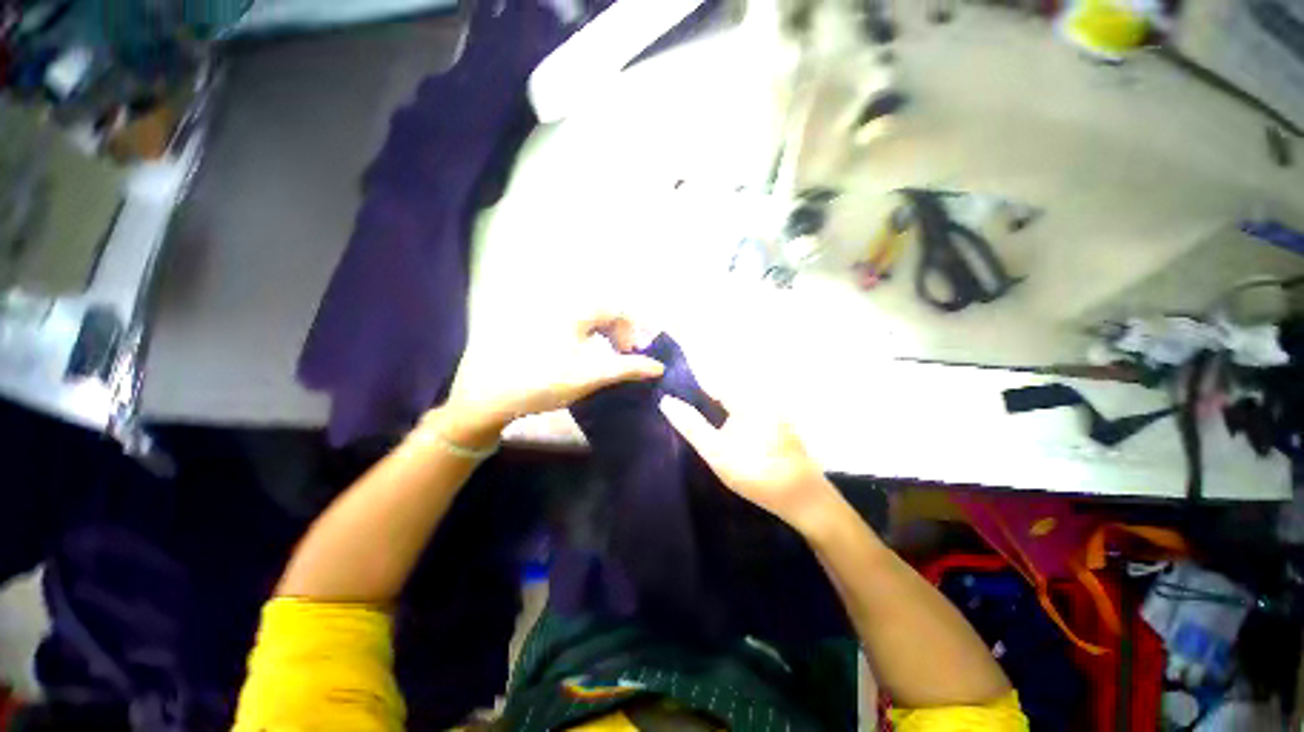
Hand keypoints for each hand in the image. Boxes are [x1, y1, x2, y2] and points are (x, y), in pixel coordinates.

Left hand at [441, 312, 664, 445]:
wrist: (493, 395)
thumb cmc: (546, 381)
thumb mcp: (592, 375)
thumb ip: (628, 368)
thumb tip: (658, 366)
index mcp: (576, 311)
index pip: (617, 310)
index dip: (633, 331)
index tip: (636, 355)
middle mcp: (562, 306)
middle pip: (603, 312)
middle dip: (620, 333)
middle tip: (624, 356)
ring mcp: (547, 316)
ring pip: (588, 319)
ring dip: (605, 335)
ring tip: (608, 358)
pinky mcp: (537, 328)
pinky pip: (573, 325)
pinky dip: (588, 338)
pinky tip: (585, 356)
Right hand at [659, 394, 839, 536]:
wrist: (804, 499)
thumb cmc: (757, 474)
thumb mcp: (717, 452)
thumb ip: (691, 426)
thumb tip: (666, 401)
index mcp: (747, 398)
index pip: (710, 383)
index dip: (689, 389)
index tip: (671, 398)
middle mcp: (760, 397)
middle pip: (722, 392)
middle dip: (701, 401)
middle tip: (681, 417)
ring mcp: (770, 410)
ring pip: (733, 404)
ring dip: (715, 411)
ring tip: (696, 425)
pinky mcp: (775, 423)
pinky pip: (745, 413)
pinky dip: (730, 419)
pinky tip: (723, 435)